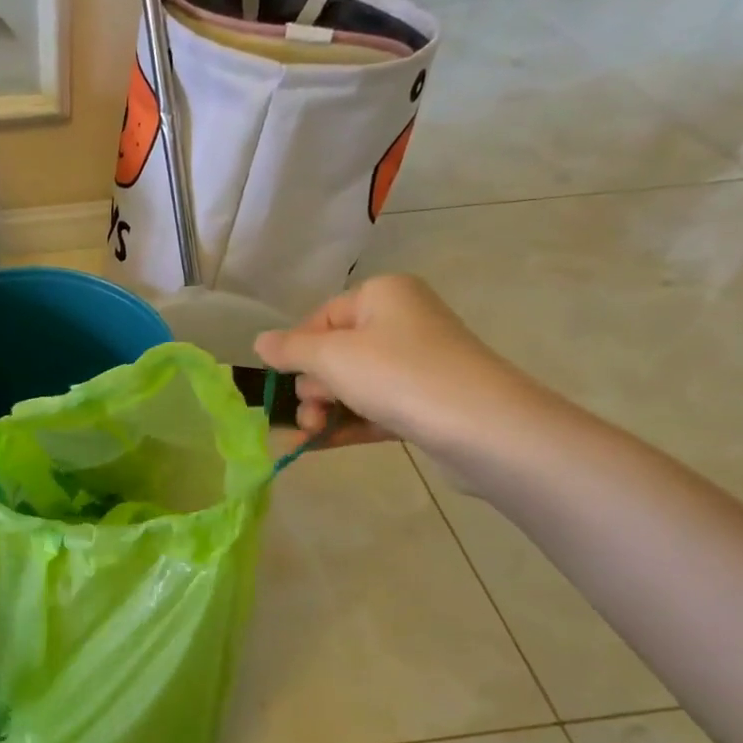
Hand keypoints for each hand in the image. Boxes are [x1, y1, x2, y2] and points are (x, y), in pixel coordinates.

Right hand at [253, 274, 548, 459]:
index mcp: (382, 295)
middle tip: (312, 411)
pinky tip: (316, 447)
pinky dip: (346, 425)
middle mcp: (402, 322)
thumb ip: (290, 349)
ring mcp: (416, 364)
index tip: (283, 380)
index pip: (321, 317)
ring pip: (352, 385)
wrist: (483, 427)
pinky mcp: (425, 403)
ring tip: (310, 435)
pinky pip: (373, 409)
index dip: (297, 350)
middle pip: (335, 353)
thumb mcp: (331, 357)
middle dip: (314, 386)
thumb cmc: (399, 375)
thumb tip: (260, 342)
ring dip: (325, 410)